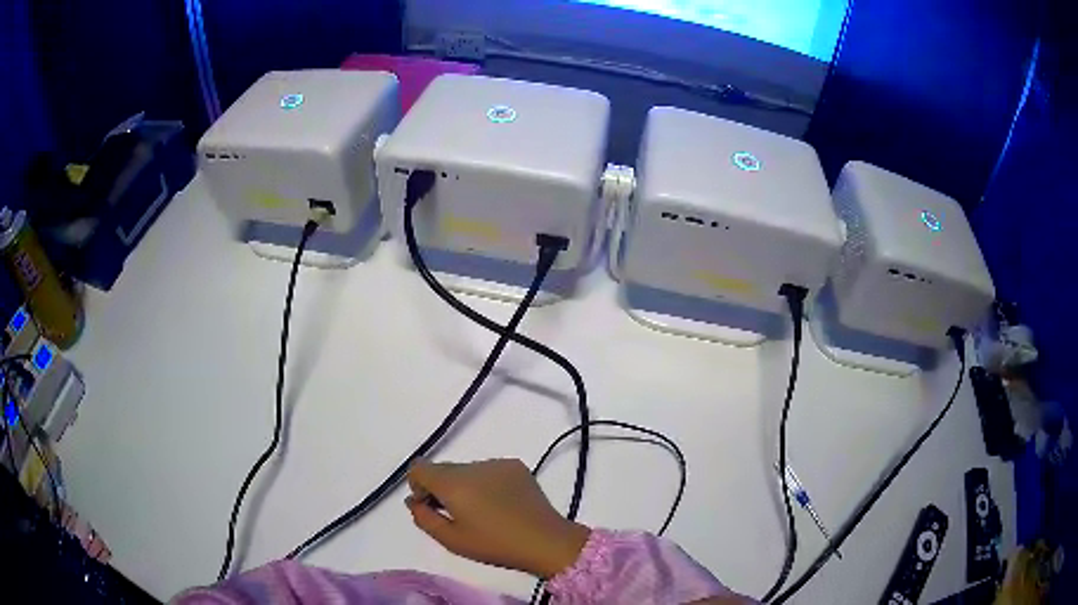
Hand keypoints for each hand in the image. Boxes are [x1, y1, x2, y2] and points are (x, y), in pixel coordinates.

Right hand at [406, 458, 589, 578]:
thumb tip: (413, 501)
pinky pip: (488, 470)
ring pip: (466, 470)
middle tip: (455, 515)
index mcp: (453, 482)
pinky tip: (500, 505)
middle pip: (442, 468)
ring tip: (482, 512)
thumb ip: (424, 517)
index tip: (431, 507)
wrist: (545, 541)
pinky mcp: (516, 466)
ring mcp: (497, 463)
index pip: (419, 468)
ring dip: (464, 485)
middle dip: (440, 487)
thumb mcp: (451, 540)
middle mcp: (472, 465)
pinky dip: (485, 483)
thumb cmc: (494, 545)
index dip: (418, 486)